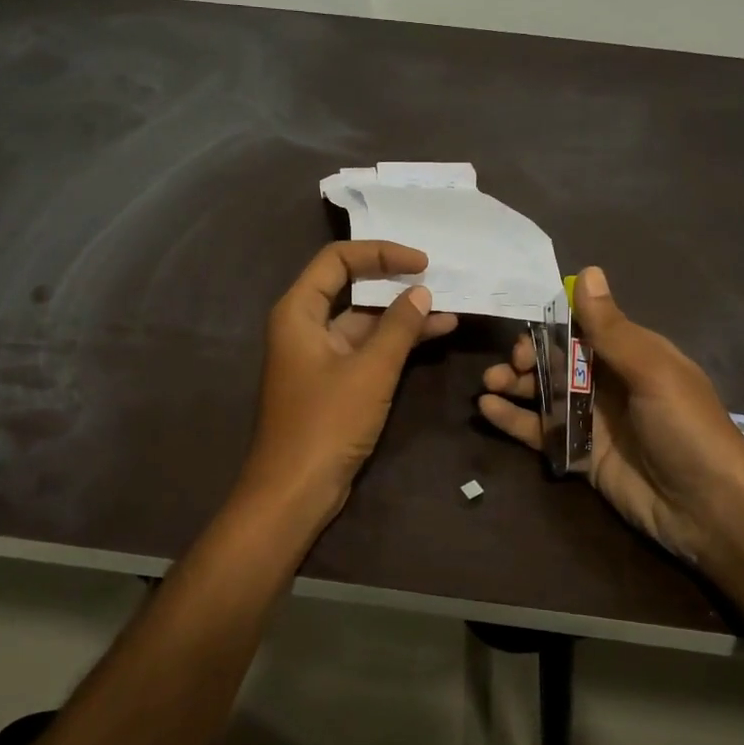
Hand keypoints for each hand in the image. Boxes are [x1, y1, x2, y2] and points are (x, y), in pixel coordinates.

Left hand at [234, 240, 457, 530]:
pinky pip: (367, 350)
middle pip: (351, 288)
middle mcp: (305, 326)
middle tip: (437, 280)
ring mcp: (319, 356)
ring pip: (365, 322)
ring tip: (449, 312)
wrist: (294, 491)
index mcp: (299, 311)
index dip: (380, 253)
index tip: (421, 263)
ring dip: (403, 317)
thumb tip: (421, 293)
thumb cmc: (326, 423)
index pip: (338, 260)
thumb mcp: (370, 370)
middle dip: (394, 283)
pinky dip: (396, 344)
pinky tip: (433, 337)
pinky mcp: (334, 382)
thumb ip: (398, 327)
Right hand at [477, 265, 743, 564]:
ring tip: (488, 384)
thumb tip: (588, 270)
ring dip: (514, 384)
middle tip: (509, 367)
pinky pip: (540, 431)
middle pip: (557, 359)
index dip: (550, 324)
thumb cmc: (687, 429)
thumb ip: (611, 328)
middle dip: (527, 356)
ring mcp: (593, 420)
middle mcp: (609, 382)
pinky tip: (486, 410)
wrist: (709, 511)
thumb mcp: (652, 372)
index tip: (524, 327)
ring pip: (544, 393)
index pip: (583, 327)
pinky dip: (512, 419)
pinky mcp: (579, 455)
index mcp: (632, 355)